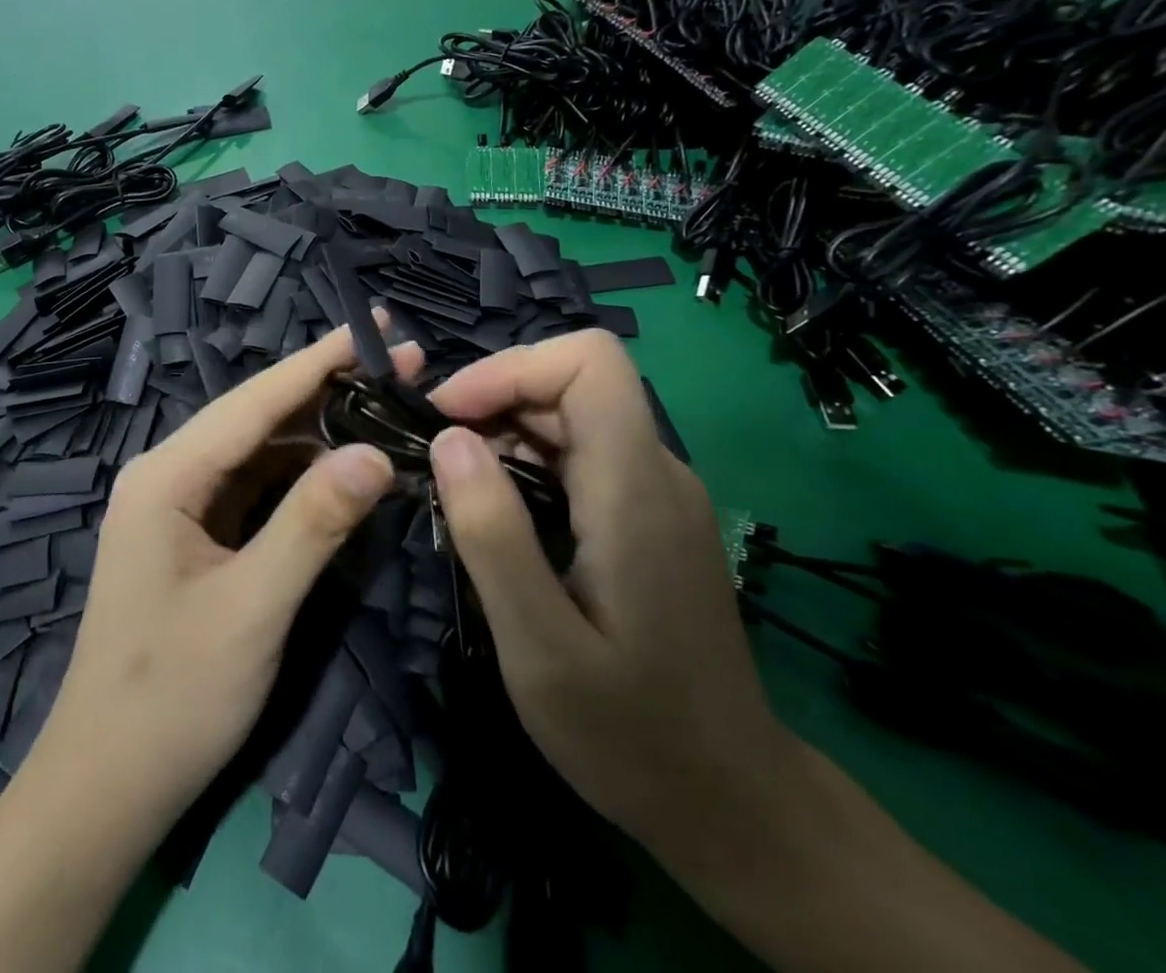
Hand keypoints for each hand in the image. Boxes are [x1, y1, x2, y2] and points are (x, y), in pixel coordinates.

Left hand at [28, 321, 418, 839]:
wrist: (106, 786)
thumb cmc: (173, 697)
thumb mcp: (253, 607)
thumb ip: (314, 523)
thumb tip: (377, 453)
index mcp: (167, 475)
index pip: (256, 399)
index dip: (321, 360)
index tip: (378, 325)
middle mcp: (169, 474)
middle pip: (258, 417)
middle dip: (329, 390)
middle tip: (405, 370)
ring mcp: (180, 505)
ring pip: (260, 451)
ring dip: (320, 433)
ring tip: (386, 411)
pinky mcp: (195, 535)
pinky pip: (256, 488)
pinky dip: (302, 476)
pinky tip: (345, 470)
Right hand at [427, 330, 791, 856]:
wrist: (731, 803)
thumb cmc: (632, 734)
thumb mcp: (540, 646)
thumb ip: (493, 535)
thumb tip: (449, 439)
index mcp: (635, 488)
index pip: (588, 362)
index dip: (512, 368)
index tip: (450, 417)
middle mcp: (656, 472)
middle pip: (572, 384)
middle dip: (494, 401)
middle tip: (434, 460)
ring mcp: (657, 493)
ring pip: (572, 417)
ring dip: (505, 434)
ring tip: (457, 491)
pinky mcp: (649, 516)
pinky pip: (582, 456)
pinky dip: (527, 463)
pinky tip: (499, 515)